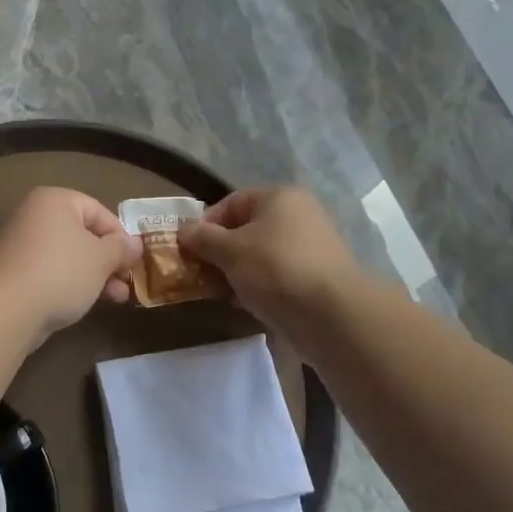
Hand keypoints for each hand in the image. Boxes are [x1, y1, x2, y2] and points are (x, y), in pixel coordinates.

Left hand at [0, 187, 141, 341]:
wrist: (6, 310)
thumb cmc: (60, 273)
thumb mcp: (101, 259)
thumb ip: (121, 248)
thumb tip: (135, 243)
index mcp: (55, 200)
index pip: (99, 211)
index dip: (121, 236)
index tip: (133, 261)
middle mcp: (35, 216)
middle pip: (84, 234)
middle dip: (109, 260)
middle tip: (127, 282)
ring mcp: (21, 245)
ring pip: (69, 256)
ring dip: (95, 276)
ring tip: (117, 299)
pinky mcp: (15, 273)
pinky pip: (52, 272)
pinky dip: (72, 283)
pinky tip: (87, 302)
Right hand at [179, 188, 360, 337]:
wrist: (330, 314)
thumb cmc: (275, 269)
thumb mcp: (230, 250)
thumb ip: (203, 238)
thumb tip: (183, 230)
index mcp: (280, 198)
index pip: (231, 202)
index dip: (205, 224)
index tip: (188, 249)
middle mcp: (299, 215)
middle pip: (246, 229)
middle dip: (220, 251)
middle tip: (200, 273)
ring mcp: (310, 247)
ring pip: (260, 254)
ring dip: (237, 271)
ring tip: (219, 291)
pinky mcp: (315, 277)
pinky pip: (276, 275)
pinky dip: (258, 285)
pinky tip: (244, 303)